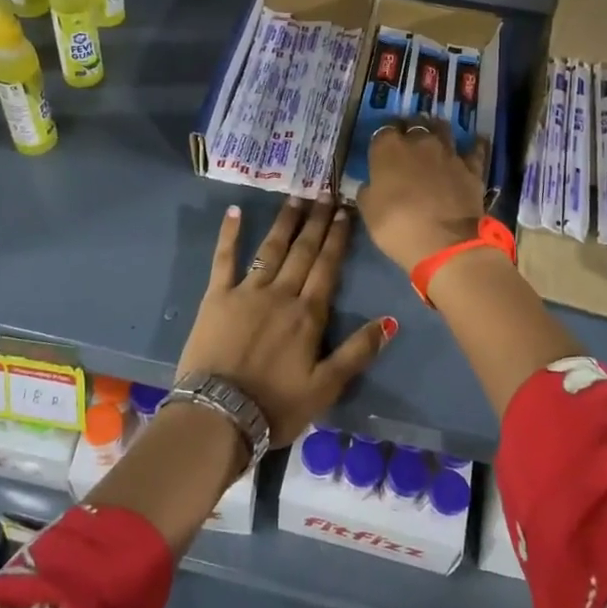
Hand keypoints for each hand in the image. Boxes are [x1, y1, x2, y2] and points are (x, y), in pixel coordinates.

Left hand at [177, 199, 395, 446]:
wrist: (219, 415)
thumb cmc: (276, 405)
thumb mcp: (326, 387)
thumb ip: (357, 352)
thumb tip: (390, 321)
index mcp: (308, 314)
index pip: (327, 267)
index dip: (337, 238)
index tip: (345, 211)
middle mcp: (280, 294)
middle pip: (303, 251)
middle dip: (316, 221)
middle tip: (325, 192)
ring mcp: (246, 292)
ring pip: (270, 249)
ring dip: (285, 222)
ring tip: (296, 197)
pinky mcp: (216, 297)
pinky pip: (223, 260)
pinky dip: (229, 235)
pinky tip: (233, 211)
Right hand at [356, 124, 486, 271]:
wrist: (445, 244)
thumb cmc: (397, 226)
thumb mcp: (368, 212)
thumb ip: (369, 191)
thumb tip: (372, 184)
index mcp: (388, 148)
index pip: (383, 131)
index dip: (383, 139)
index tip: (383, 149)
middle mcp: (419, 142)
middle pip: (414, 124)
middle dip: (410, 129)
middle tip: (408, 141)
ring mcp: (448, 153)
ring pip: (443, 129)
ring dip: (437, 131)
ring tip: (435, 138)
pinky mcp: (472, 168)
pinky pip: (474, 150)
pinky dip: (473, 146)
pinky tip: (475, 142)